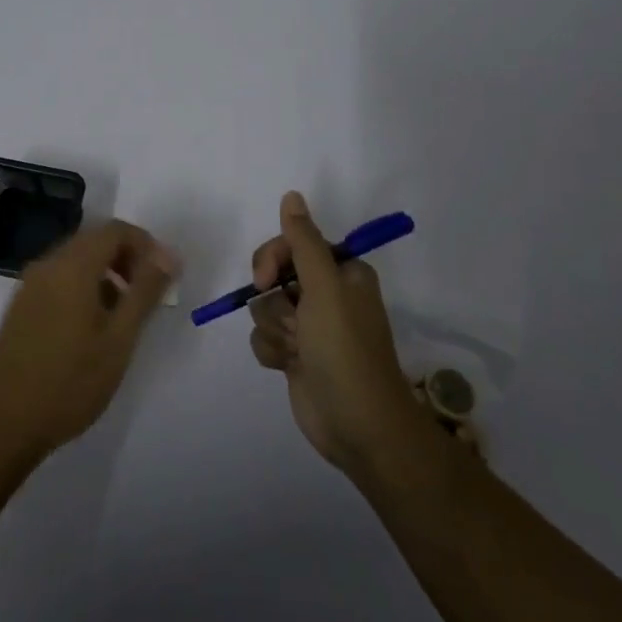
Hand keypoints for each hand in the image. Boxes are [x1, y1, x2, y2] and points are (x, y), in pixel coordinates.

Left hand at [0, 221, 179, 467]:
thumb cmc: (68, 383)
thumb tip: (168, 255)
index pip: (116, 230)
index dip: (146, 245)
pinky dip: (84, 288)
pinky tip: (93, 328)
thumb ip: (145, 292)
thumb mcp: (119, 339)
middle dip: (128, 259)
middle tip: (149, 296)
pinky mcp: (20, 307)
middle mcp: (47, 265)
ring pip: (77, 261)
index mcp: (72, 265)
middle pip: (95, 241)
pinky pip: (60, 280)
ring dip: (107, 275)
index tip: (164, 277)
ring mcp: (29, 286)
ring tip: (125, 316)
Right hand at [248, 192, 424, 474]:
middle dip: (275, 300)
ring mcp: (309, 326)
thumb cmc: (345, 349)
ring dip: (275, 330)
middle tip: (291, 322)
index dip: (274, 258)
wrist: (358, 426)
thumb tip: (291, 195)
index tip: (266, 278)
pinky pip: (264, 337)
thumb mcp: (325, 288)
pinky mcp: (296, 355)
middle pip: (273, 275)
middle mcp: (325, 294)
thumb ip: (304, 241)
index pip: (293, 244)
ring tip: (298, 351)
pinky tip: (289, 366)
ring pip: (265, 308)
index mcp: (341, 271)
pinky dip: (271, 351)